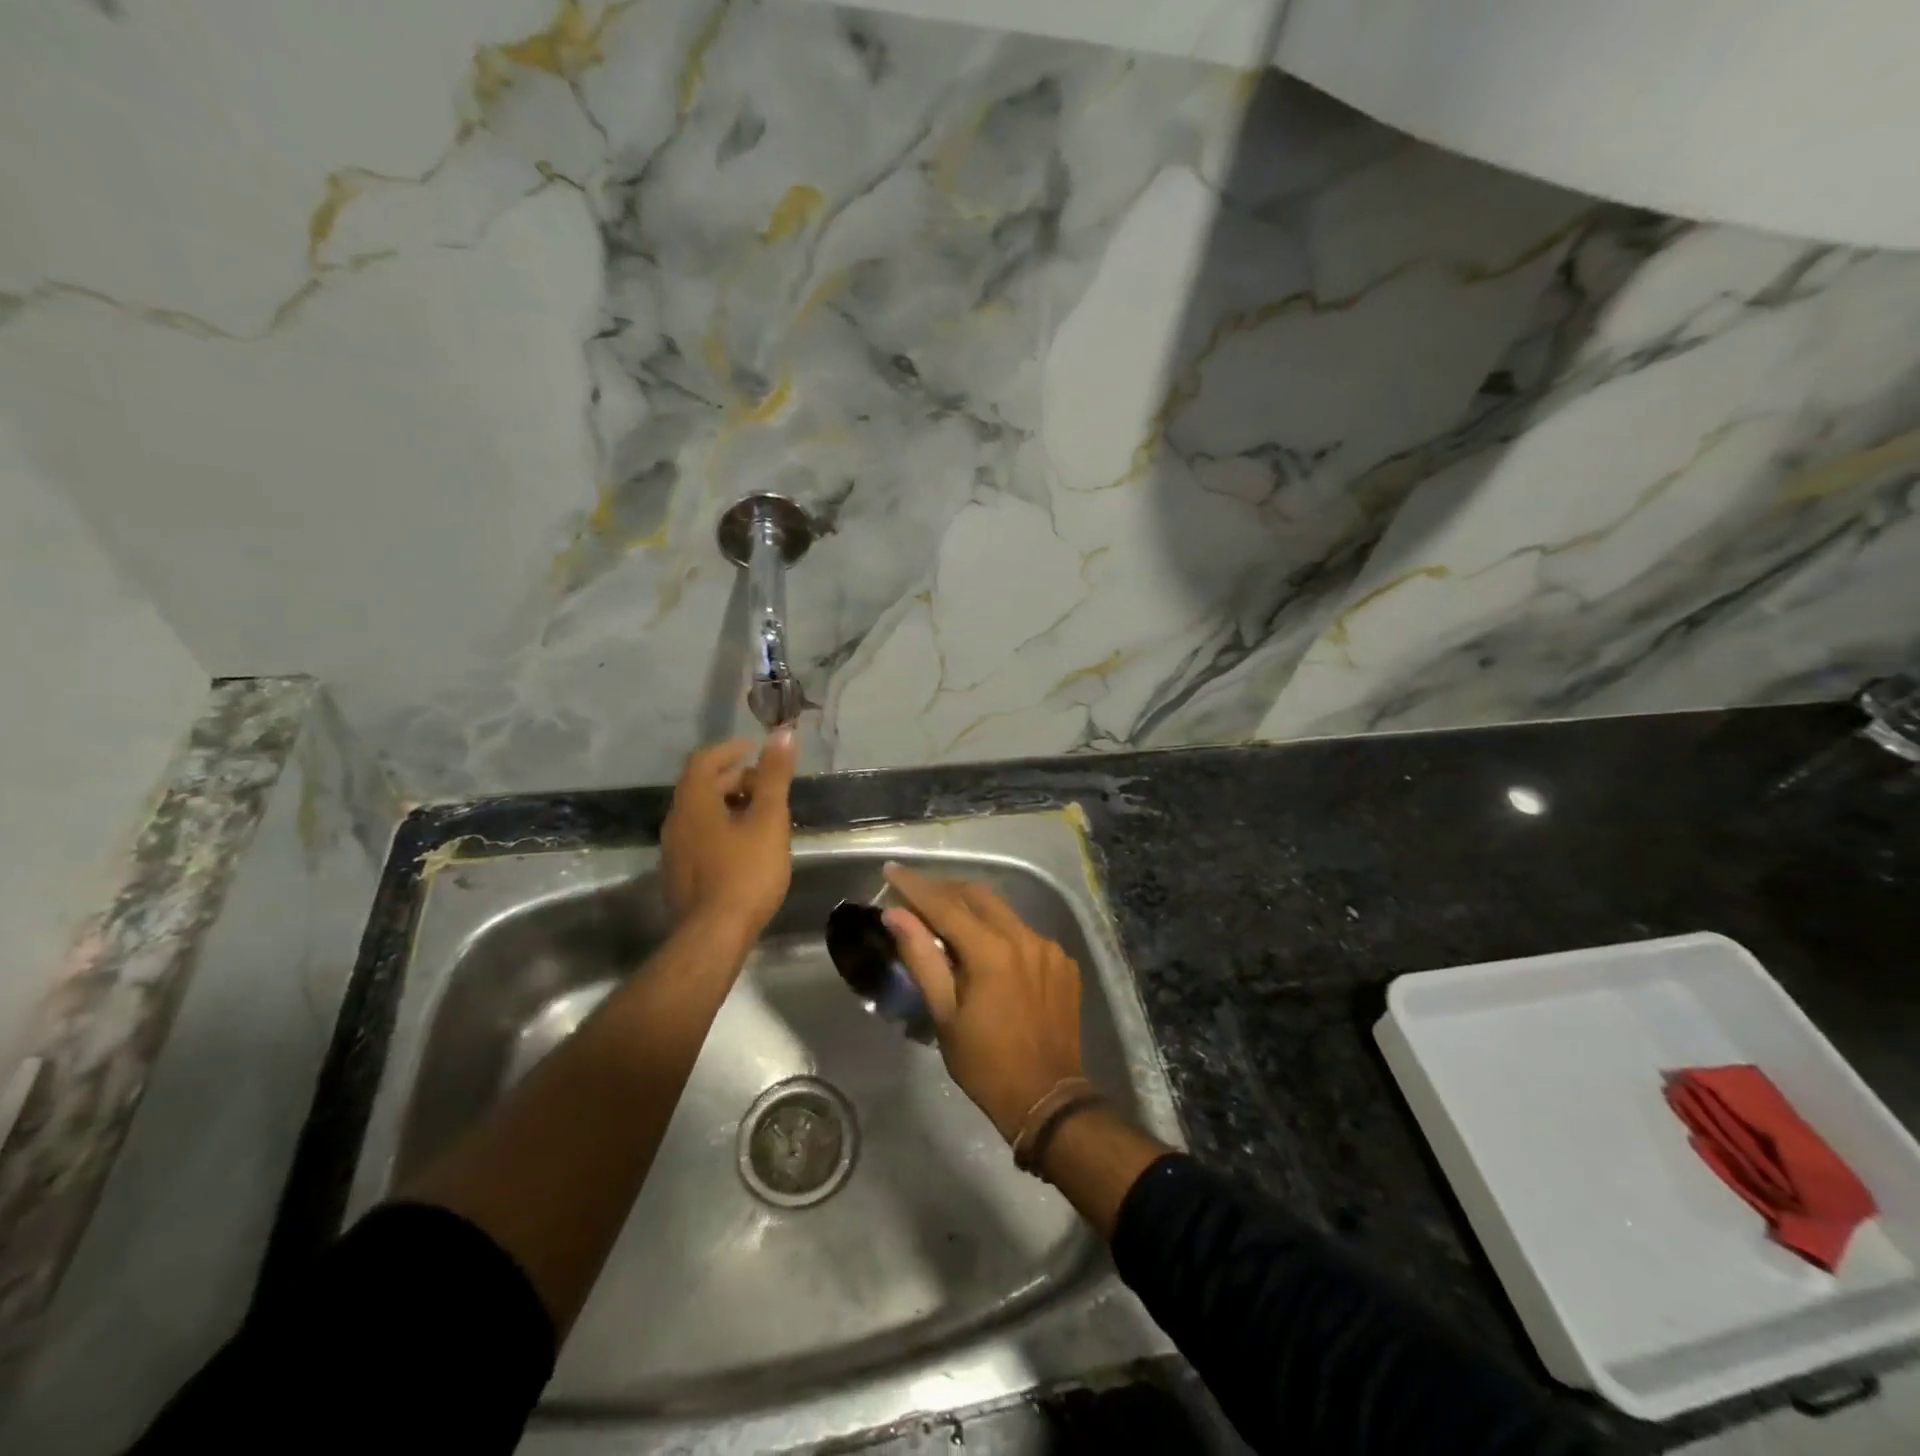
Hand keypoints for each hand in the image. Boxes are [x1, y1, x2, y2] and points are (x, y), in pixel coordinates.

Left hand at [661, 729, 796, 938]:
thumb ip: (774, 776)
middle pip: (702, 786)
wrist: (714, 936)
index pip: (703, 760)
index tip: (755, 748)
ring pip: (701, 814)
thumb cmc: (745, 873)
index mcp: (693, 803)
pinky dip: (723, 828)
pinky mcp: (680, 875)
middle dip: (735, 778)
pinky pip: (701, 837)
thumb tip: (782, 733)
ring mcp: (674, 851)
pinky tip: (747, 846)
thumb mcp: (768, 820)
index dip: (729, 749)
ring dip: (729, 804)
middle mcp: (676, 822)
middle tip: (767, 784)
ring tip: (763, 813)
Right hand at [881, 862, 1085, 1143]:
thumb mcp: (944, 1014)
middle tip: (916, 895)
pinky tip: (988, 952)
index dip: (915, 886)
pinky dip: (1000, 933)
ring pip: (1004, 912)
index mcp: (992, 951)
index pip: (945, 905)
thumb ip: (921, 957)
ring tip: (947, 922)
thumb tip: (896, 915)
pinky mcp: (1063, 962)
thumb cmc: (985, 1063)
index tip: (891, 869)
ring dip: (973, 910)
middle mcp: (1025, 937)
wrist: (1047, 1099)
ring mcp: (1049, 948)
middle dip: (944, 890)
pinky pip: (1025, 933)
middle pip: (978, 895)